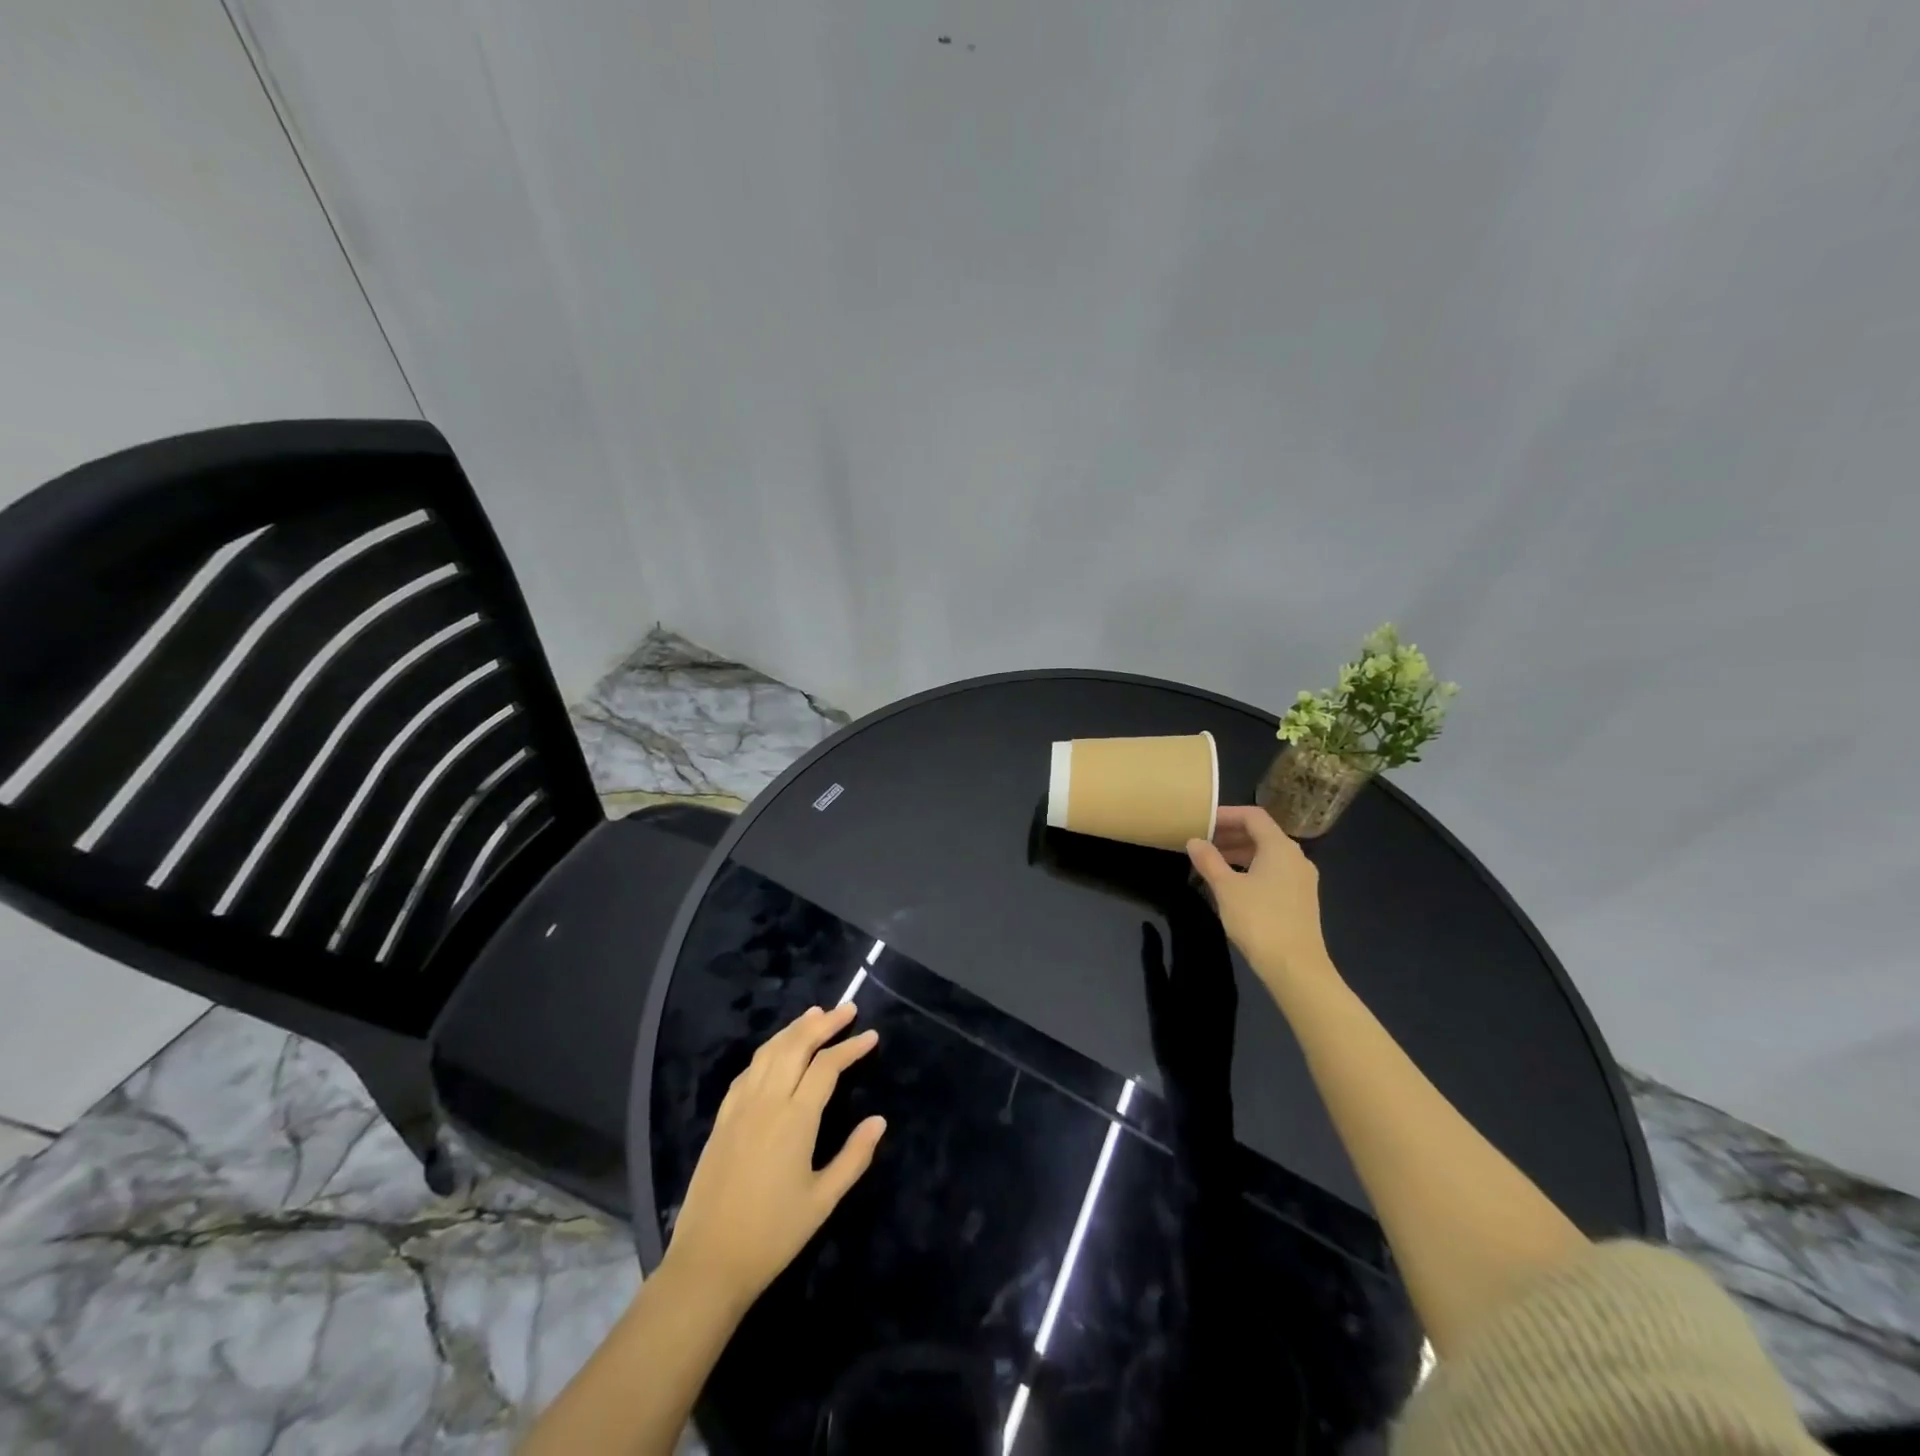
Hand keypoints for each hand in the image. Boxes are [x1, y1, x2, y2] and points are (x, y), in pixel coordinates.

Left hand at [661, 1003, 886, 1310]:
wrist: (708, 1263)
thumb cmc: (773, 1235)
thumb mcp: (823, 1200)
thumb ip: (854, 1157)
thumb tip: (879, 1120)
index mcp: (795, 1119)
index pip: (827, 1066)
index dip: (850, 1047)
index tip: (871, 1035)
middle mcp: (767, 1101)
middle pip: (796, 1046)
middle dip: (823, 1023)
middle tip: (847, 1008)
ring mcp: (740, 1107)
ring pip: (769, 1052)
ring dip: (794, 1029)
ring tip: (814, 1015)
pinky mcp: (722, 1119)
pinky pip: (748, 1071)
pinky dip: (768, 1051)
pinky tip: (776, 1051)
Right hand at [1186, 806, 1338, 998]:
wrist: (1295, 967)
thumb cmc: (1259, 920)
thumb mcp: (1226, 888)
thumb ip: (1208, 861)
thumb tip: (1194, 841)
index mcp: (1280, 847)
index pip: (1253, 816)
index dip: (1226, 814)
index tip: (1202, 821)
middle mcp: (1296, 857)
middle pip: (1261, 834)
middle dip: (1230, 835)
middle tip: (1202, 842)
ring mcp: (1301, 879)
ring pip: (1267, 855)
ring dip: (1239, 853)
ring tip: (1211, 863)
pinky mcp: (1301, 899)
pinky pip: (1274, 872)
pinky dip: (1251, 869)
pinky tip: (1232, 885)